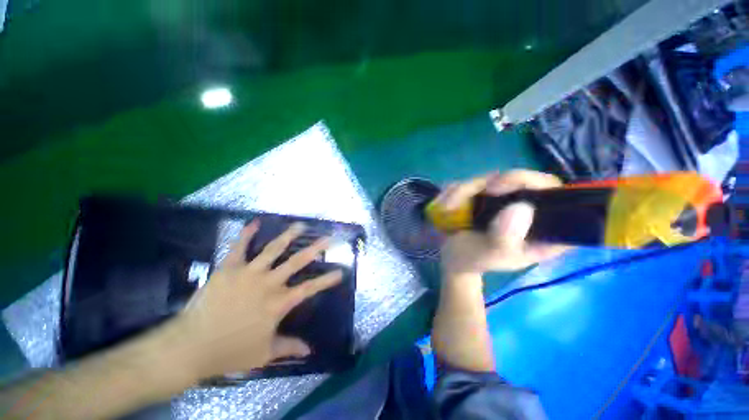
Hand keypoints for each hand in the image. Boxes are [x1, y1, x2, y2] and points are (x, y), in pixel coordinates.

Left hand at [172, 221, 342, 380]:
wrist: (191, 346)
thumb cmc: (230, 351)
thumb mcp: (264, 354)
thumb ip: (289, 348)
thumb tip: (310, 351)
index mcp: (278, 303)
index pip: (310, 289)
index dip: (326, 280)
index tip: (340, 272)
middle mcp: (268, 284)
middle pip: (297, 262)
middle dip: (315, 249)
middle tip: (328, 238)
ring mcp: (249, 273)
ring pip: (273, 250)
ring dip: (288, 236)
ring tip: (300, 225)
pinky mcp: (229, 268)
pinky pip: (239, 247)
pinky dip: (247, 234)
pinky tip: (254, 222)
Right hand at [437, 170, 570, 275]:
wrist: (453, 258)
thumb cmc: (474, 260)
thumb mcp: (491, 254)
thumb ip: (505, 237)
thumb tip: (520, 206)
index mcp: (542, 229)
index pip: (557, 196)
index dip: (538, 185)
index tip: (505, 188)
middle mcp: (526, 209)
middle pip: (520, 179)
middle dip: (492, 184)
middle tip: (472, 193)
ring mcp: (501, 200)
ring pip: (490, 178)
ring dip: (463, 190)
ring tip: (447, 207)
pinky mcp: (483, 196)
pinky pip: (470, 183)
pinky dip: (454, 191)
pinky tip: (445, 205)